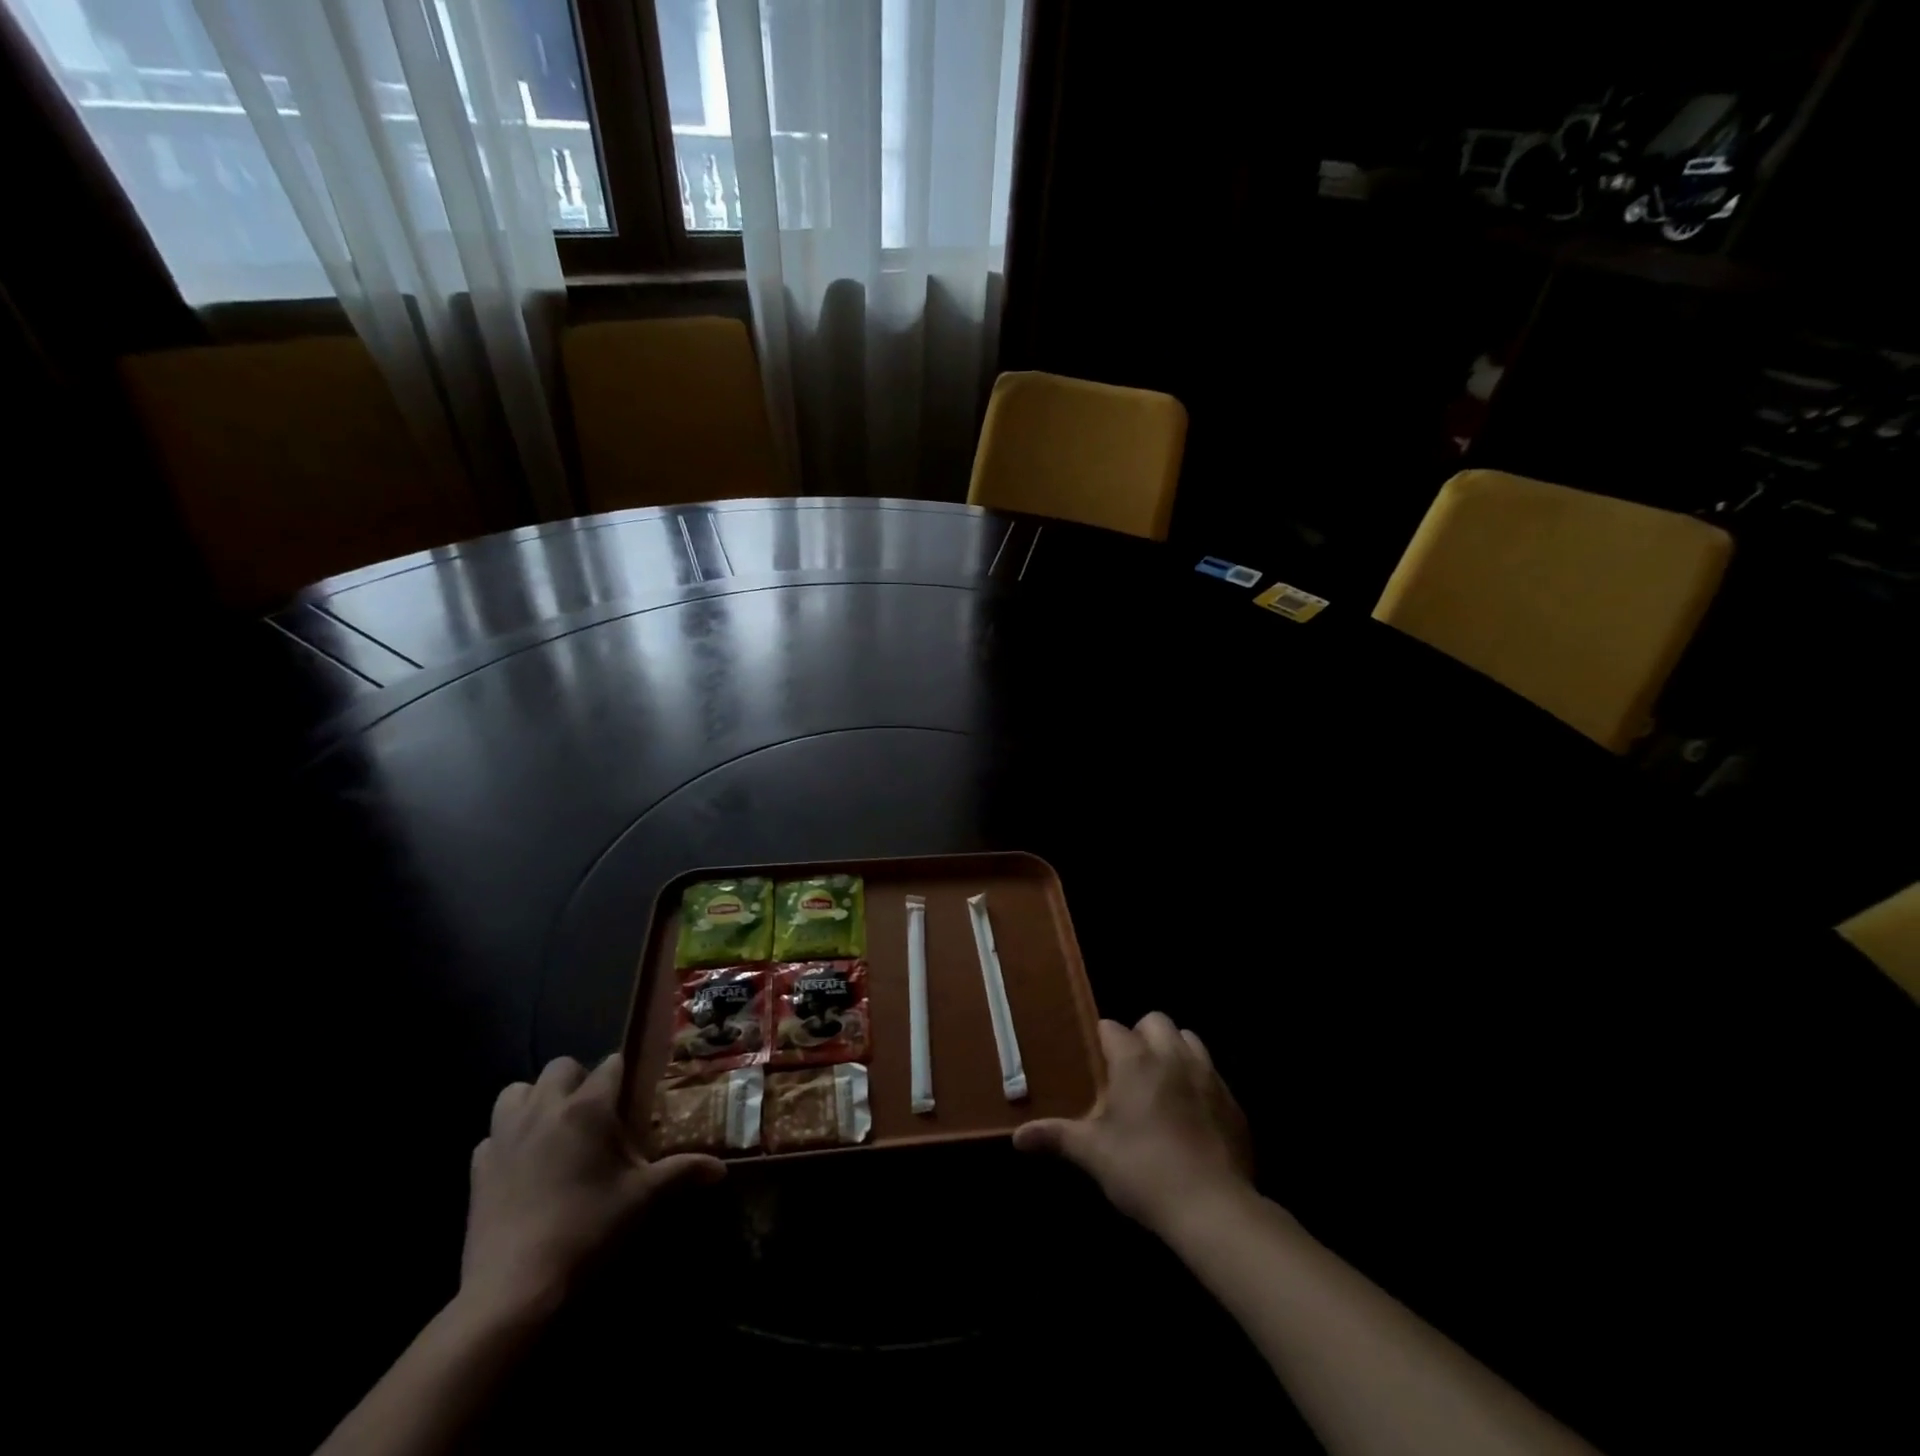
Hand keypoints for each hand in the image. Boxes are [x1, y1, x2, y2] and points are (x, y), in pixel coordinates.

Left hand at [460, 1053, 723, 1319]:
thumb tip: (721, 1170)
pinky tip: (522, 1165)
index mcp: (588, 1106)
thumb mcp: (643, 1199)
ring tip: (553, 1127)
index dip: (625, 1076)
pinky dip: (506, 1140)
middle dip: (579, 1080)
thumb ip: (683, 1173)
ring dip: (535, 1100)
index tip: (635, 1095)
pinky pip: (491, 1135)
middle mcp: (545, 1108)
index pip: (611, 1064)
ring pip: (516, 1091)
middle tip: (595, 1112)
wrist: (516, 1289)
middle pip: (561, 1067)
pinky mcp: (477, 1169)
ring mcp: (505, 1136)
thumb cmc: (589, 1230)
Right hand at [1014, 1013, 1252, 1234]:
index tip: (1096, 1064)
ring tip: (1162, 1083)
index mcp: (1135, 1060)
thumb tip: (1017, 1136)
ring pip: (1189, 1039)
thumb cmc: (1143, 1171)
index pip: (1112, 1027)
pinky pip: (1213, 1074)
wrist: (1213, 1208)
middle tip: (1129, 1071)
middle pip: (1156, 1020)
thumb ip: (1056, 1137)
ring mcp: (1208, 1075)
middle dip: (1141, 1035)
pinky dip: (1199, 1081)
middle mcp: (1172, 1056)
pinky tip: (1192, 1114)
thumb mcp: (1093, 1155)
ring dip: (1174, 1050)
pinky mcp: (1233, 1101)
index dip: (1102, 1042)